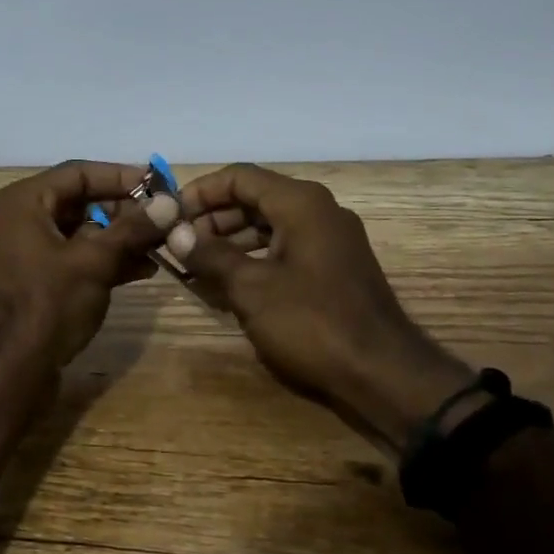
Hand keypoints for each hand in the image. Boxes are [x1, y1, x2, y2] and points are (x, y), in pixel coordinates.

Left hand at [0, 161, 178, 384]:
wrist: (7, 372)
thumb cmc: (47, 305)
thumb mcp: (94, 262)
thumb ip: (132, 228)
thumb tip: (170, 201)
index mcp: (23, 201)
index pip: (78, 173)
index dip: (121, 177)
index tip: (159, 184)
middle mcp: (19, 219)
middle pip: (79, 201)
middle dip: (124, 211)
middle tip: (164, 218)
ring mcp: (25, 251)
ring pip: (80, 232)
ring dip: (119, 237)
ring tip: (162, 244)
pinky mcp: (34, 280)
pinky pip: (73, 257)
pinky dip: (104, 260)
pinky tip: (143, 268)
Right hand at [168, 164, 471, 448]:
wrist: (384, 376)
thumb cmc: (312, 323)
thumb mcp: (251, 289)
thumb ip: (210, 255)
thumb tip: (175, 233)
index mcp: (301, 203)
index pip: (239, 177)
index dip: (200, 192)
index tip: (170, 216)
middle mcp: (318, 211)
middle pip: (254, 198)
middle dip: (212, 218)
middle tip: (179, 244)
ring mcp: (330, 240)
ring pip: (268, 225)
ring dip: (230, 240)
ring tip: (195, 266)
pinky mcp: (334, 267)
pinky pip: (285, 248)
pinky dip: (254, 258)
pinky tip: (228, 283)